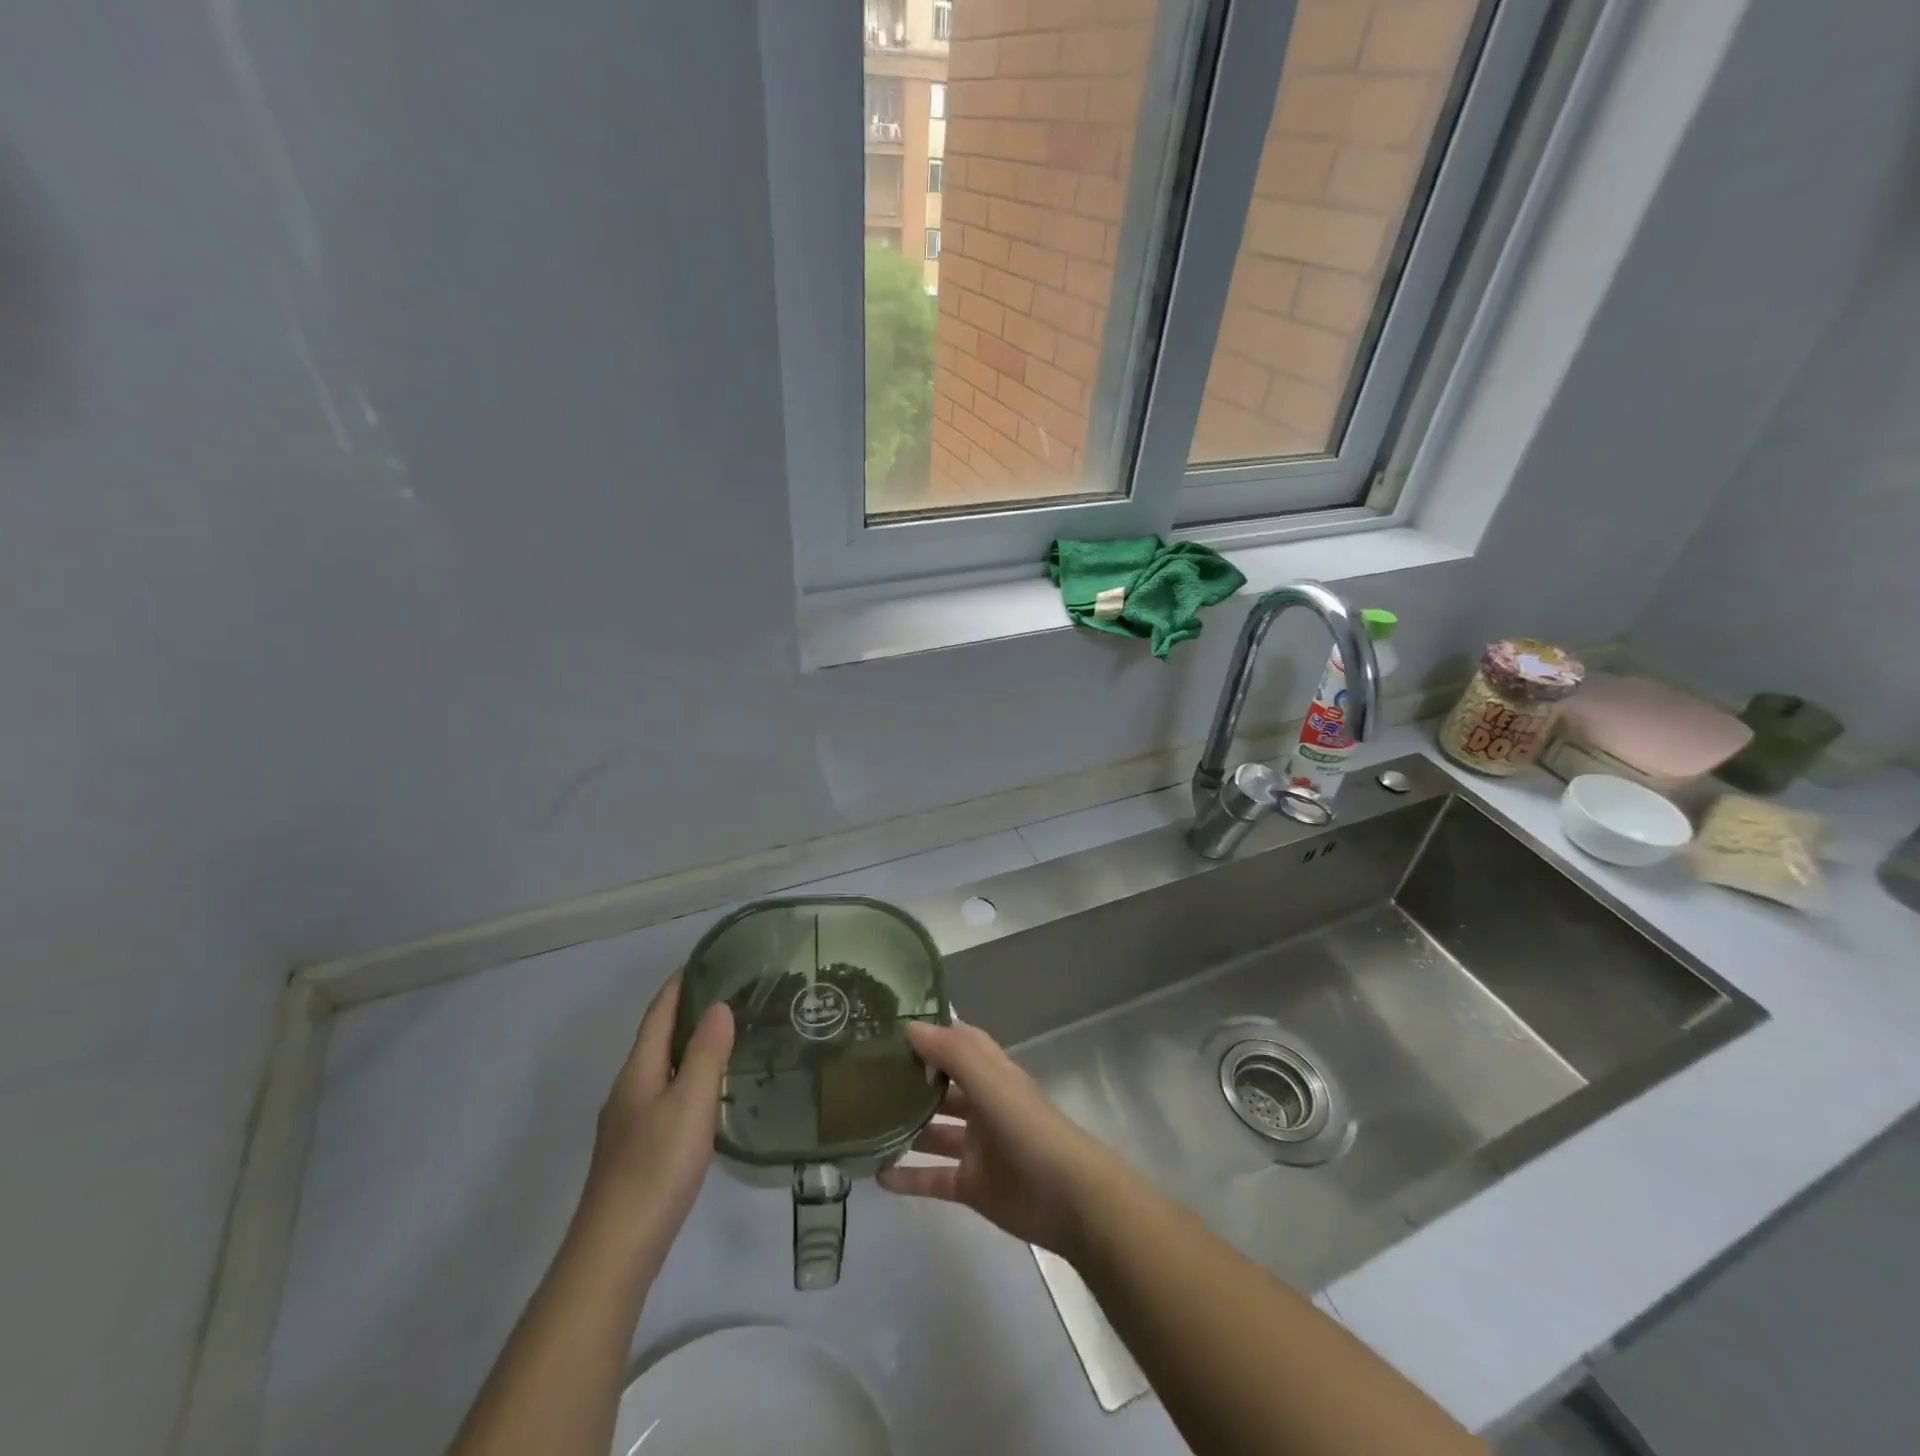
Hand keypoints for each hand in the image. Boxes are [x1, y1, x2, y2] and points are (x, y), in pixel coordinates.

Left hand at [583, 973, 733, 1260]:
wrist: (614, 1251)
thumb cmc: (655, 1168)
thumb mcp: (690, 1103)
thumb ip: (706, 1053)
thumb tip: (718, 1005)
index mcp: (638, 1072)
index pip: (657, 1014)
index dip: (678, 985)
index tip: (704, 960)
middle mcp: (628, 1090)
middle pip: (656, 1039)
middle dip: (685, 1012)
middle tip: (728, 994)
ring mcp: (627, 1124)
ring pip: (660, 1070)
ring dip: (687, 1047)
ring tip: (724, 1037)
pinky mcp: (635, 1152)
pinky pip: (663, 1096)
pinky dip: (685, 1079)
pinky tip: (706, 1096)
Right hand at [878, 1020, 1122, 1259]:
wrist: (1069, 1199)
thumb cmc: (1028, 1129)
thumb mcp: (990, 1081)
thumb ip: (951, 1052)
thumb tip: (909, 1026)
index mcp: (991, 1074)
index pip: (957, 1043)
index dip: (929, 1033)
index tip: (888, 1028)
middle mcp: (983, 1104)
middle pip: (941, 1086)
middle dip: (910, 1079)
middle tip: (862, 1076)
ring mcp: (977, 1146)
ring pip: (934, 1131)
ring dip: (905, 1127)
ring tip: (862, 1124)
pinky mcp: (973, 1185)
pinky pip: (933, 1178)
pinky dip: (908, 1177)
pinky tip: (876, 1176)